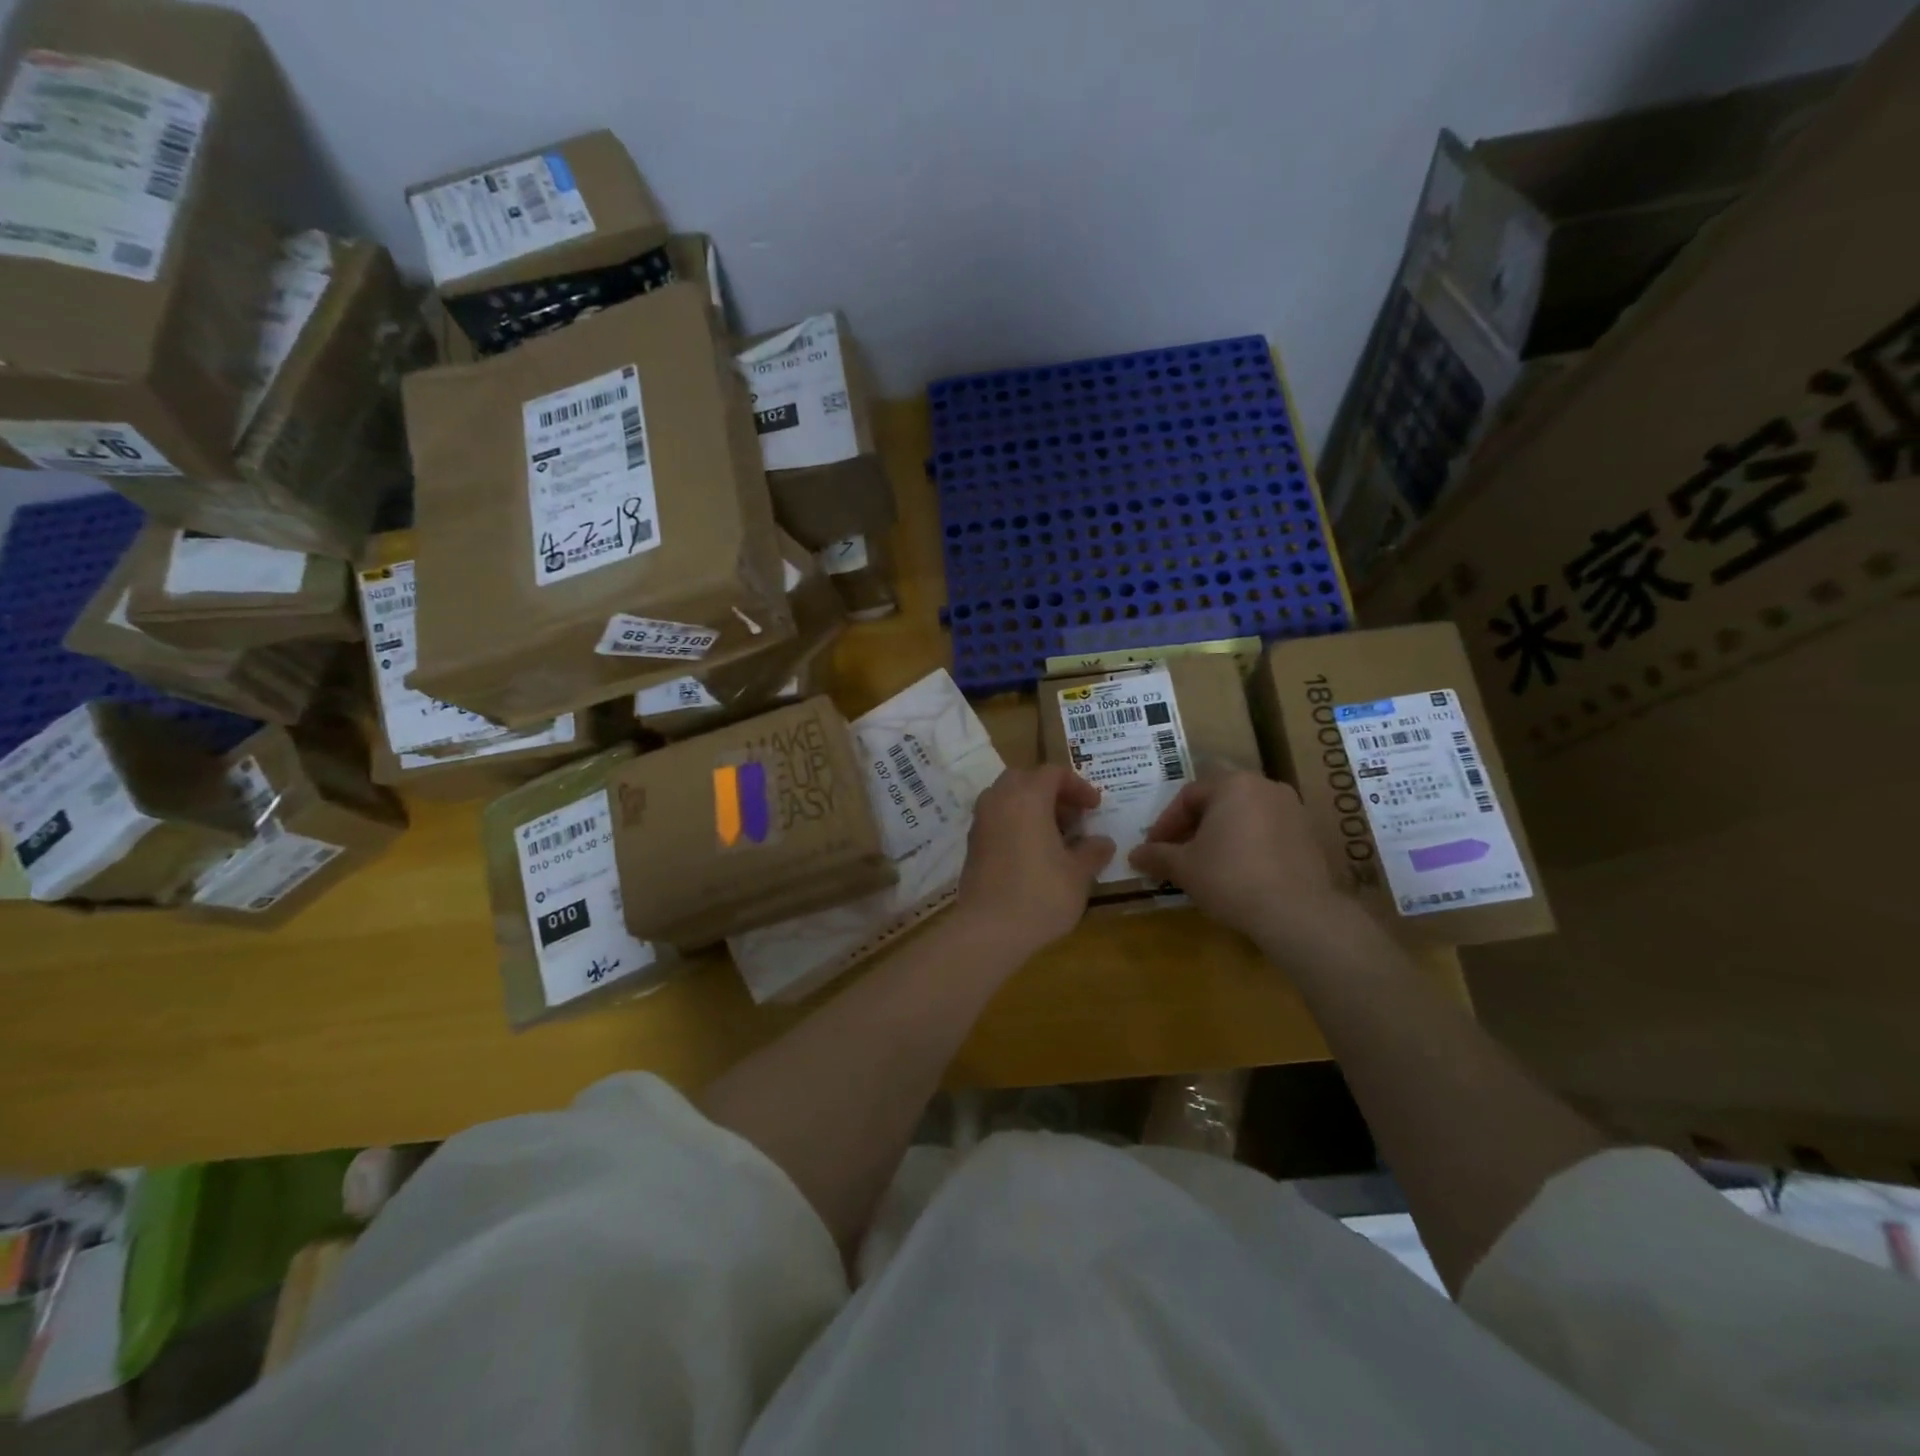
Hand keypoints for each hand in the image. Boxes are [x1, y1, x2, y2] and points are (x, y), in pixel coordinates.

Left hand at [955, 766, 1113, 959]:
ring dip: (1030, 807)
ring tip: (1054, 835)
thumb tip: (1103, 842)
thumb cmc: (1041, 894)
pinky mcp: (972, 844)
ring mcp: (981, 821)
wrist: (989, 928)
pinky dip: (1014, 824)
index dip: (1078, 786)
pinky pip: (996, 819)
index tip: (1094, 808)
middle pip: (1025, 779)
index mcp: (1027, 797)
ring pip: (1006, 798)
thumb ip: (1092, 852)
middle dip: (1051, 792)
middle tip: (1072, 816)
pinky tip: (1032, 853)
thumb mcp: (1078, 874)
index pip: (1053, 773)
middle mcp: (999, 800)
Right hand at [1129, 770, 1356, 952]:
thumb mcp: (1184, 867)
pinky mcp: (1309, 836)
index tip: (1154, 848)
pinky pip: (1267, 833)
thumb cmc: (1230, 877)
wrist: (1296, 913)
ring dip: (1221, 836)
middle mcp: (1265, 787)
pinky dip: (1248, 846)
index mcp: (1233, 784)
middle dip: (1193, 827)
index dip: (1166, 823)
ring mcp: (1293, 810)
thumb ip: (1157, 855)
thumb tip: (1134, 855)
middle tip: (1177, 854)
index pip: (1188, 796)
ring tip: (1205, 864)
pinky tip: (1238, 873)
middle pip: (1218, 802)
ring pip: (1244, 816)